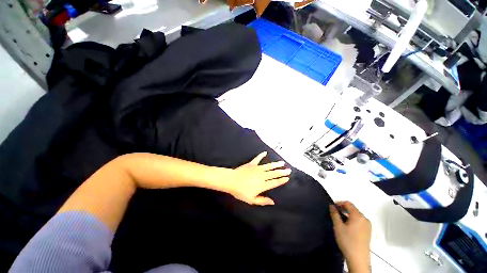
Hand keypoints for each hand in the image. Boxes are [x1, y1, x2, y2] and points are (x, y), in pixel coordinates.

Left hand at [224, 152, 290, 205]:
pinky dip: (261, 155)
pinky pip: (258, 158)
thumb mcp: (251, 200)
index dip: (281, 180)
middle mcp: (262, 176)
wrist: (231, 181)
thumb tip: (273, 202)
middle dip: (282, 172)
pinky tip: (265, 152)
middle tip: (289, 170)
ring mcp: (257, 168)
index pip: (275, 182)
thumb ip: (263, 200)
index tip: (287, 178)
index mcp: (263, 185)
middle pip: (274, 173)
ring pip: (269, 166)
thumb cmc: (241, 191)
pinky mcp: (252, 164)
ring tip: (282, 162)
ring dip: (276, 164)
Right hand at [330, 201, 370, 272]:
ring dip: (347, 215)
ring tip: (339, 220)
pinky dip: (352, 221)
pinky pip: (359, 222)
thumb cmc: (347, 240)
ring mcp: (368, 226)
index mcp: (358, 216)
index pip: (348, 204)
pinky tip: (346, 227)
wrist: (358, 259)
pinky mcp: (368, 232)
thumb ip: (334, 214)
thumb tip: (331, 205)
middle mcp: (365, 219)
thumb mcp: (338, 226)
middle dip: (343, 209)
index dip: (339, 203)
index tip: (332, 206)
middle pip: (353, 209)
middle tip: (334, 213)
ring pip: (356, 216)